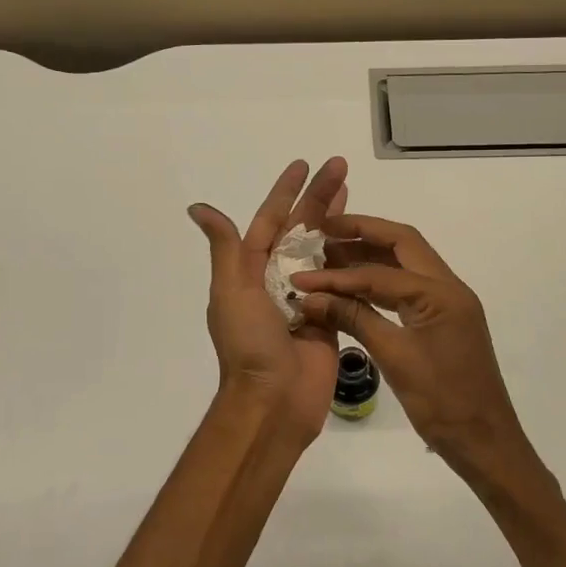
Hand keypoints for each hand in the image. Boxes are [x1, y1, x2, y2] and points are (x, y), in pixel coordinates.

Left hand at [189, 157, 348, 444]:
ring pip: (324, 249)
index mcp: (252, 269)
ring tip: (354, 191)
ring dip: (338, 220)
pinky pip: (343, 280)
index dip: (286, 191)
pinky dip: (353, 258)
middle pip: (302, 228)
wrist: (274, 401)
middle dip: (320, 197)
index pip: (271, 219)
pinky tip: (368, 240)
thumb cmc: (249, 343)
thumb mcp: (231, 291)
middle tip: (341, 166)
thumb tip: (198, 208)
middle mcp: (278, 278)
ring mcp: (307, 296)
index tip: (303, 165)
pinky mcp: (331, 316)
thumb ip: (226, 248)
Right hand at [291, 216, 541, 490]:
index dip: (338, 273)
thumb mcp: (395, 357)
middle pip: (402, 244)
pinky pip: (407, 289)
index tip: (301, 277)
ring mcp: (447, 303)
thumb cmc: (442, 402)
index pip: (380, 272)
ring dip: (369, 257)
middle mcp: (448, 288)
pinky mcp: (441, 320)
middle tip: (323, 233)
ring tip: (328, 255)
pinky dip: (378, 283)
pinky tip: (350, 288)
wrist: (484, 443)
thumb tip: (310, 298)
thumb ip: (354, 319)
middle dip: (362, 233)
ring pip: (405, 265)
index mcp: (441, 293)